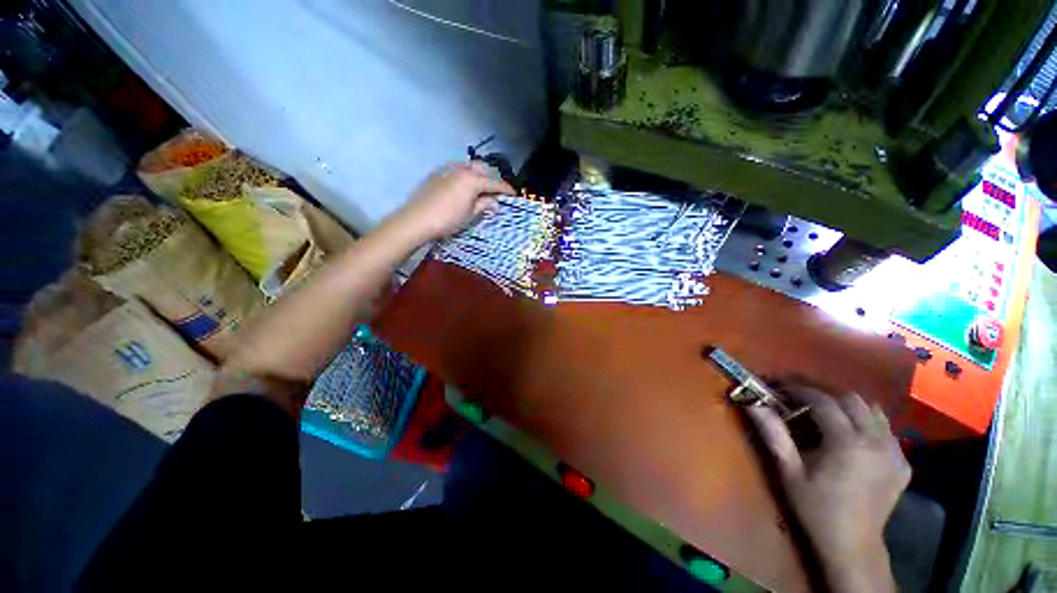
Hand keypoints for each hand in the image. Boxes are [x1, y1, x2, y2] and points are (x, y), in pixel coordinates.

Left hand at [388, 162, 515, 243]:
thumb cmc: (447, 220)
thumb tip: (495, 201)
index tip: (514, 195)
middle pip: (483, 168)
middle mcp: (462, 169)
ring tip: (480, 189)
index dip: (506, 189)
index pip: (495, 183)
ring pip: (469, 167)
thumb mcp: (470, 215)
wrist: (416, 220)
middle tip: (496, 192)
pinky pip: (456, 170)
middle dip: (492, 178)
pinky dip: (465, 176)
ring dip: (478, 175)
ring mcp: (448, 169)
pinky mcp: (437, 173)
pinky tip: (463, 189)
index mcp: (473, 180)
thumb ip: (484, 205)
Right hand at [745, 387, 910, 591]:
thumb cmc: (815, 507)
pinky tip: (851, 435)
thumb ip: (773, 433)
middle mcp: (876, 441)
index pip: (823, 401)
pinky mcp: (903, 462)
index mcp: (848, 443)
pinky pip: (885, 429)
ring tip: (825, 411)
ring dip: (846, 404)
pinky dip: (866, 422)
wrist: (853, 544)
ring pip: (872, 410)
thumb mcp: (789, 471)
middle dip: (823, 392)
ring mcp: (895, 452)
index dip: (799, 390)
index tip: (779, 388)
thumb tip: (751, 403)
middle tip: (799, 396)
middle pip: (851, 399)